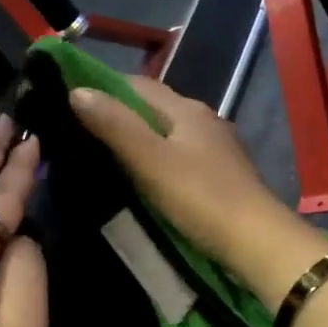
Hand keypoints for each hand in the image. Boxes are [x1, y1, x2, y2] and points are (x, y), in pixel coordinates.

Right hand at [69, 77, 327, 311]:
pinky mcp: (222, 176)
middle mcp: (204, 120)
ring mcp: (217, 149)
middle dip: (120, 115)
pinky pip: (180, 158)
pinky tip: (145, 179)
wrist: (256, 241)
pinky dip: (158, 161)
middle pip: (154, 108)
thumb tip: (77, 91)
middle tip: (81, 133)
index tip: (71, 103)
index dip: (104, 88)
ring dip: (139, 139)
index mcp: (186, 109)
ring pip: (168, 134)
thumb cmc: (200, 197)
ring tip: (106, 157)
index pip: (138, 85)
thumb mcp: (150, 160)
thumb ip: (115, 125)